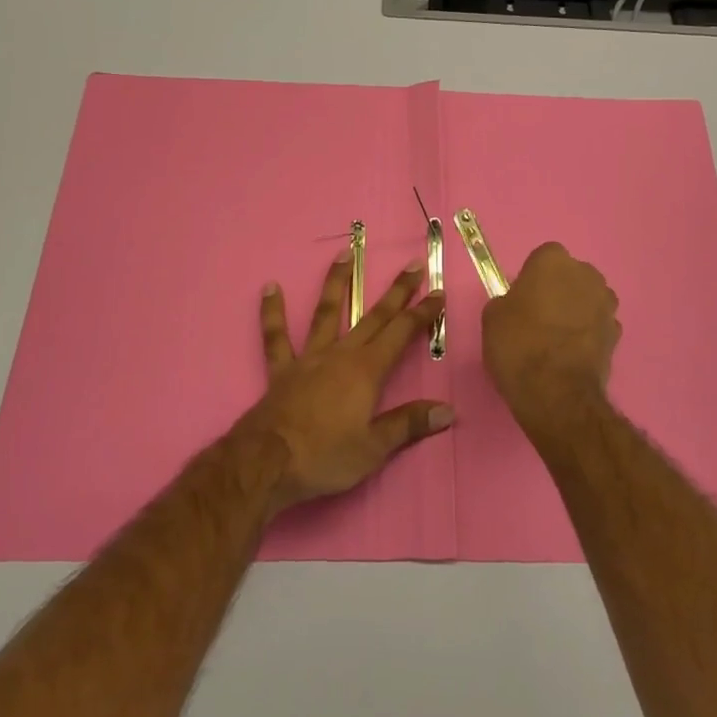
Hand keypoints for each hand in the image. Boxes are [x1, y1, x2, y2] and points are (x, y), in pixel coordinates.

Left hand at [243, 252, 450, 511]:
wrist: (268, 463)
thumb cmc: (325, 456)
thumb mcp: (374, 448)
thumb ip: (409, 425)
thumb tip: (448, 411)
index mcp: (367, 371)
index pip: (402, 333)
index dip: (422, 312)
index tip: (438, 291)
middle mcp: (341, 354)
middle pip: (374, 316)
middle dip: (397, 291)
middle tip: (413, 264)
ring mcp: (309, 357)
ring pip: (326, 312)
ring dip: (337, 283)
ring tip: (344, 254)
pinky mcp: (282, 369)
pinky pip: (276, 336)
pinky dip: (273, 312)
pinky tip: (270, 287)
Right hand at [482, 242, 620, 439]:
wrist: (556, 392)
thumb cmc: (518, 345)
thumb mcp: (492, 317)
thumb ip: (508, 300)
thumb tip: (519, 305)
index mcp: (553, 261)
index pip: (543, 258)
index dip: (532, 278)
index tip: (522, 299)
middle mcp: (586, 274)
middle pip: (570, 275)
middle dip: (559, 290)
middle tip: (538, 317)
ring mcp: (606, 304)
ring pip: (587, 299)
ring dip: (576, 311)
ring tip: (556, 339)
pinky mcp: (617, 333)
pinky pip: (597, 325)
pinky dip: (587, 334)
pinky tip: (571, 355)